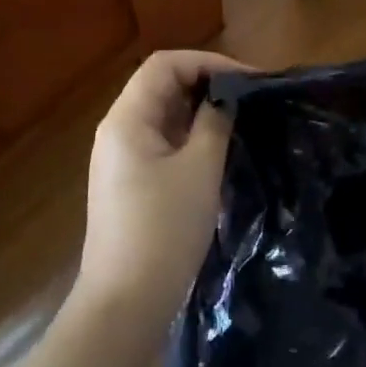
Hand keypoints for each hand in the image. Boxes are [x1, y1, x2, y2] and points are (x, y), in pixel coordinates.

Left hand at [75, 49, 246, 326]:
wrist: (125, 303)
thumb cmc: (164, 230)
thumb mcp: (199, 170)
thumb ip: (214, 124)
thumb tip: (226, 98)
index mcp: (126, 119)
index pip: (164, 65)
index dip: (207, 63)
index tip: (247, 80)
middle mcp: (117, 130)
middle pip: (161, 86)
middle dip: (205, 85)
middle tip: (248, 99)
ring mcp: (120, 158)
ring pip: (162, 115)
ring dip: (198, 111)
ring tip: (238, 120)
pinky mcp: (128, 182)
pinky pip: (160, 142)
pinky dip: (188, 136)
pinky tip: (216, 150)